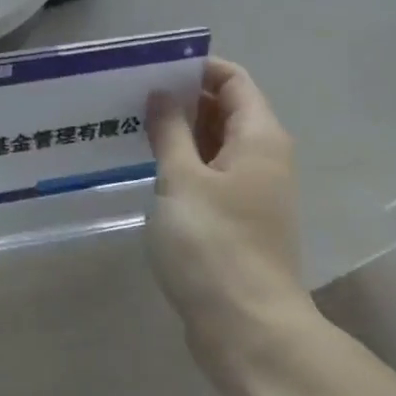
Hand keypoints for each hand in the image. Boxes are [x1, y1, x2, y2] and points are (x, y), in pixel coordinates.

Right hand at [146, 59, 315, 383]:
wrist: (247, 328)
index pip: (233, 80)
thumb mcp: (181, 179)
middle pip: (226, 109)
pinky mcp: (237, 220)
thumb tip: (162, 93)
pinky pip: (210, 174)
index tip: (152, 67)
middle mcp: (263, 158)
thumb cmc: (213, 243)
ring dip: (180, 132)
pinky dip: (184, 163)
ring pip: (215, 144)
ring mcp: (252, 191)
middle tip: (132, 94)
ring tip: (132, 125)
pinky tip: (148, 167)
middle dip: (182, 98)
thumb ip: (170, 130)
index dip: (196, 67)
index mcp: (259, 138)